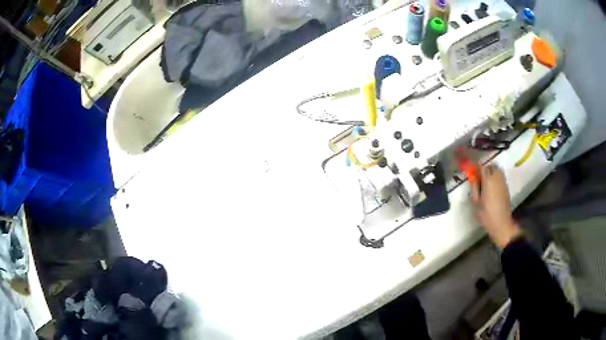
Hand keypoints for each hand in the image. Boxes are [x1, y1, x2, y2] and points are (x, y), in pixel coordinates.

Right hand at [470, 164, 521, 248]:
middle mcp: (497, 178)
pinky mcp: (506, 187)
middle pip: (491, 165)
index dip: (476, 166)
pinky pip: (501, 176)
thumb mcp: (476, 203)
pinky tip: (492, 186)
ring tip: (486, 180)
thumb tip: (472, 178)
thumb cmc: (486, 215)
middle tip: (479, 175)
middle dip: (485, 168)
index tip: (472, 170)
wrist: (501, 224)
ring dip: (491, 171)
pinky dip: (496, 176)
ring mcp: (503, 182)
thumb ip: (474, 188)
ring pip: (497, 169)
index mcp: (488, 181)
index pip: (482, 166)